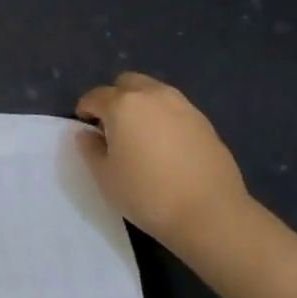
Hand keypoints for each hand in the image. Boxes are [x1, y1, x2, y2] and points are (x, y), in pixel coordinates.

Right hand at [76, 72, 252, 256]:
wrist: (211, 214)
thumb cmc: (148, 195)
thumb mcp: (105, 177)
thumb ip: (90, 149)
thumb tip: (87, 134)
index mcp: (123, 104)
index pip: (95, 96)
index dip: (86, 110)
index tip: (87, 129)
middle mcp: (152, 95)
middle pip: (126, 83)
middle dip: (115, 98)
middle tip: (115, 127)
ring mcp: (182, 106)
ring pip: (154, 92)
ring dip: (142, 105)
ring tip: (143, 136)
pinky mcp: (204, 121)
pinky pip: (175, 109)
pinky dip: (165, 118)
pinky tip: (168, 147)